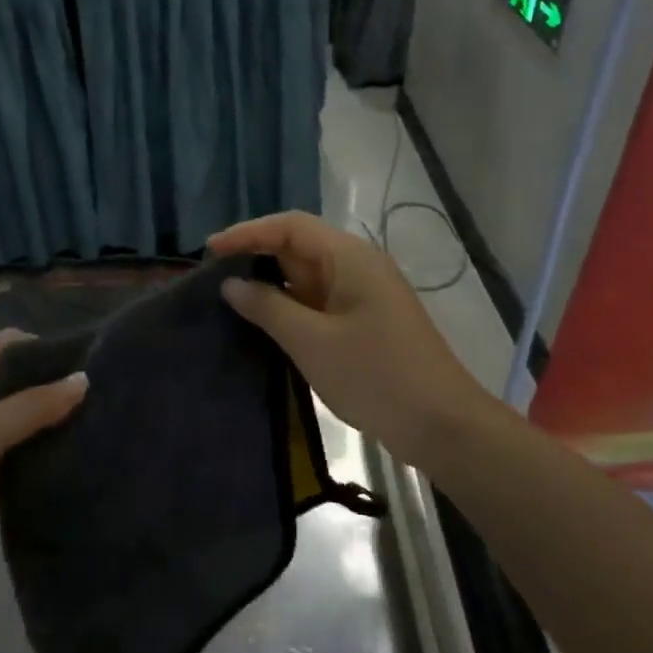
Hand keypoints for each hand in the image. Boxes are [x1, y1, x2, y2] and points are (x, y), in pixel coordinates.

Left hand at [0, 331, 86, 593]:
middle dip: (47, 396)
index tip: (85, 364)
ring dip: (37, 440)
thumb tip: (84, 379)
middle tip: (96, 409)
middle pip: (8, 390)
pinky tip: (56, 486)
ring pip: (5, 435)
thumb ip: (31, 408)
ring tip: (87, 446)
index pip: (4, 346)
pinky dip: (21, 478)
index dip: (41, 348)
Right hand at [211, 212, 483, 473]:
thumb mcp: (312, 342)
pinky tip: (265, 323)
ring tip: (229, 298)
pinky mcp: (365, 321)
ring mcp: (364, 294)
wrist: (442, 425)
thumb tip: (232, 285)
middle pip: (299, 246)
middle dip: (257, 257)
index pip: (290, 226)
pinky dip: (290, 306)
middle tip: (214, 276)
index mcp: (350, 257)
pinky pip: (319, 301)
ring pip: (308, 276)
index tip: (210, 251)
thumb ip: (268, 307)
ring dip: (272, 284)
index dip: (248, 233)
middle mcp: (358, 266)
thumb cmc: (375, 376)